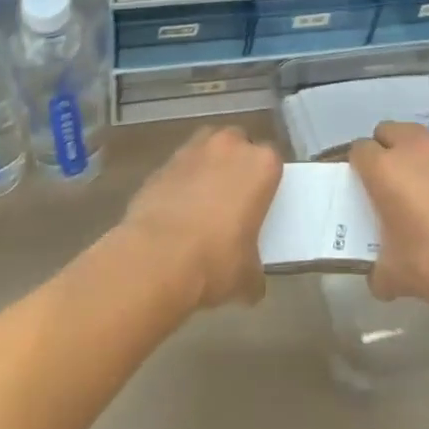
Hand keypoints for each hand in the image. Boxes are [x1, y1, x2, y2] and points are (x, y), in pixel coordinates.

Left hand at [121, 125, 281, 309]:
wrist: (155, 259)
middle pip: (238, 144)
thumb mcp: (247, 276)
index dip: (267, 181)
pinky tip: (175, 212)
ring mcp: (192, 151)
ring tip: (202, 202)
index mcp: (261, 165)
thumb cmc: (215, 261)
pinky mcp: (161, 165)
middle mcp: (229, 146)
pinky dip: (179, 183)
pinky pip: (178, 169)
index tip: (261, 202)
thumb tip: (251, 284)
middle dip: (236, 164)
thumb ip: (254, 270)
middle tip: (233, 198)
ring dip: (207, 167)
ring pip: (206, 149)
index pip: (273, 160)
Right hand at [348, 121, 428, 307]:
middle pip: (386, 131)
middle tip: (383, 183)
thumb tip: (378, 279)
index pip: (358, 150)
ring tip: (414, 191)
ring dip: (411, 157)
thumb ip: (379, 273)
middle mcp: (411, 150)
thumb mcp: (397, 277)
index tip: (357, 190)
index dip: (354, 167)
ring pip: (416, 140)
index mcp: (384, 168)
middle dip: (382, 150)